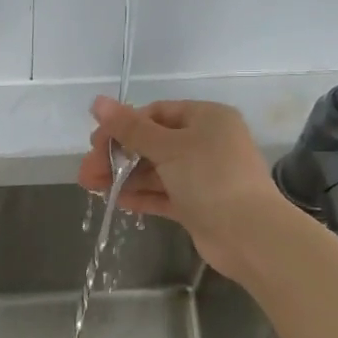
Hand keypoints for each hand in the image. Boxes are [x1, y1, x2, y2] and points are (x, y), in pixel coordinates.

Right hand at [78, 96, 285, 279]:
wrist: (250, 235)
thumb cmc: (210, 178)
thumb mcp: (168, 148)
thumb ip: (130, 128)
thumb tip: (97, 102)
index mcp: (207, 118)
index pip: (156, 113)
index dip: (123, 126)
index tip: (95, 143)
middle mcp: (207, 142)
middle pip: (152, 143)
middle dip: (118, 156)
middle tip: (87, 172)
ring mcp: (203, 176)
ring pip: (156, 170)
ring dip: (125, 177)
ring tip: (93, 188)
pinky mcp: (199, 205)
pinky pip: (164, 194)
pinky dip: (142, 195)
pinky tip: (118, 201)